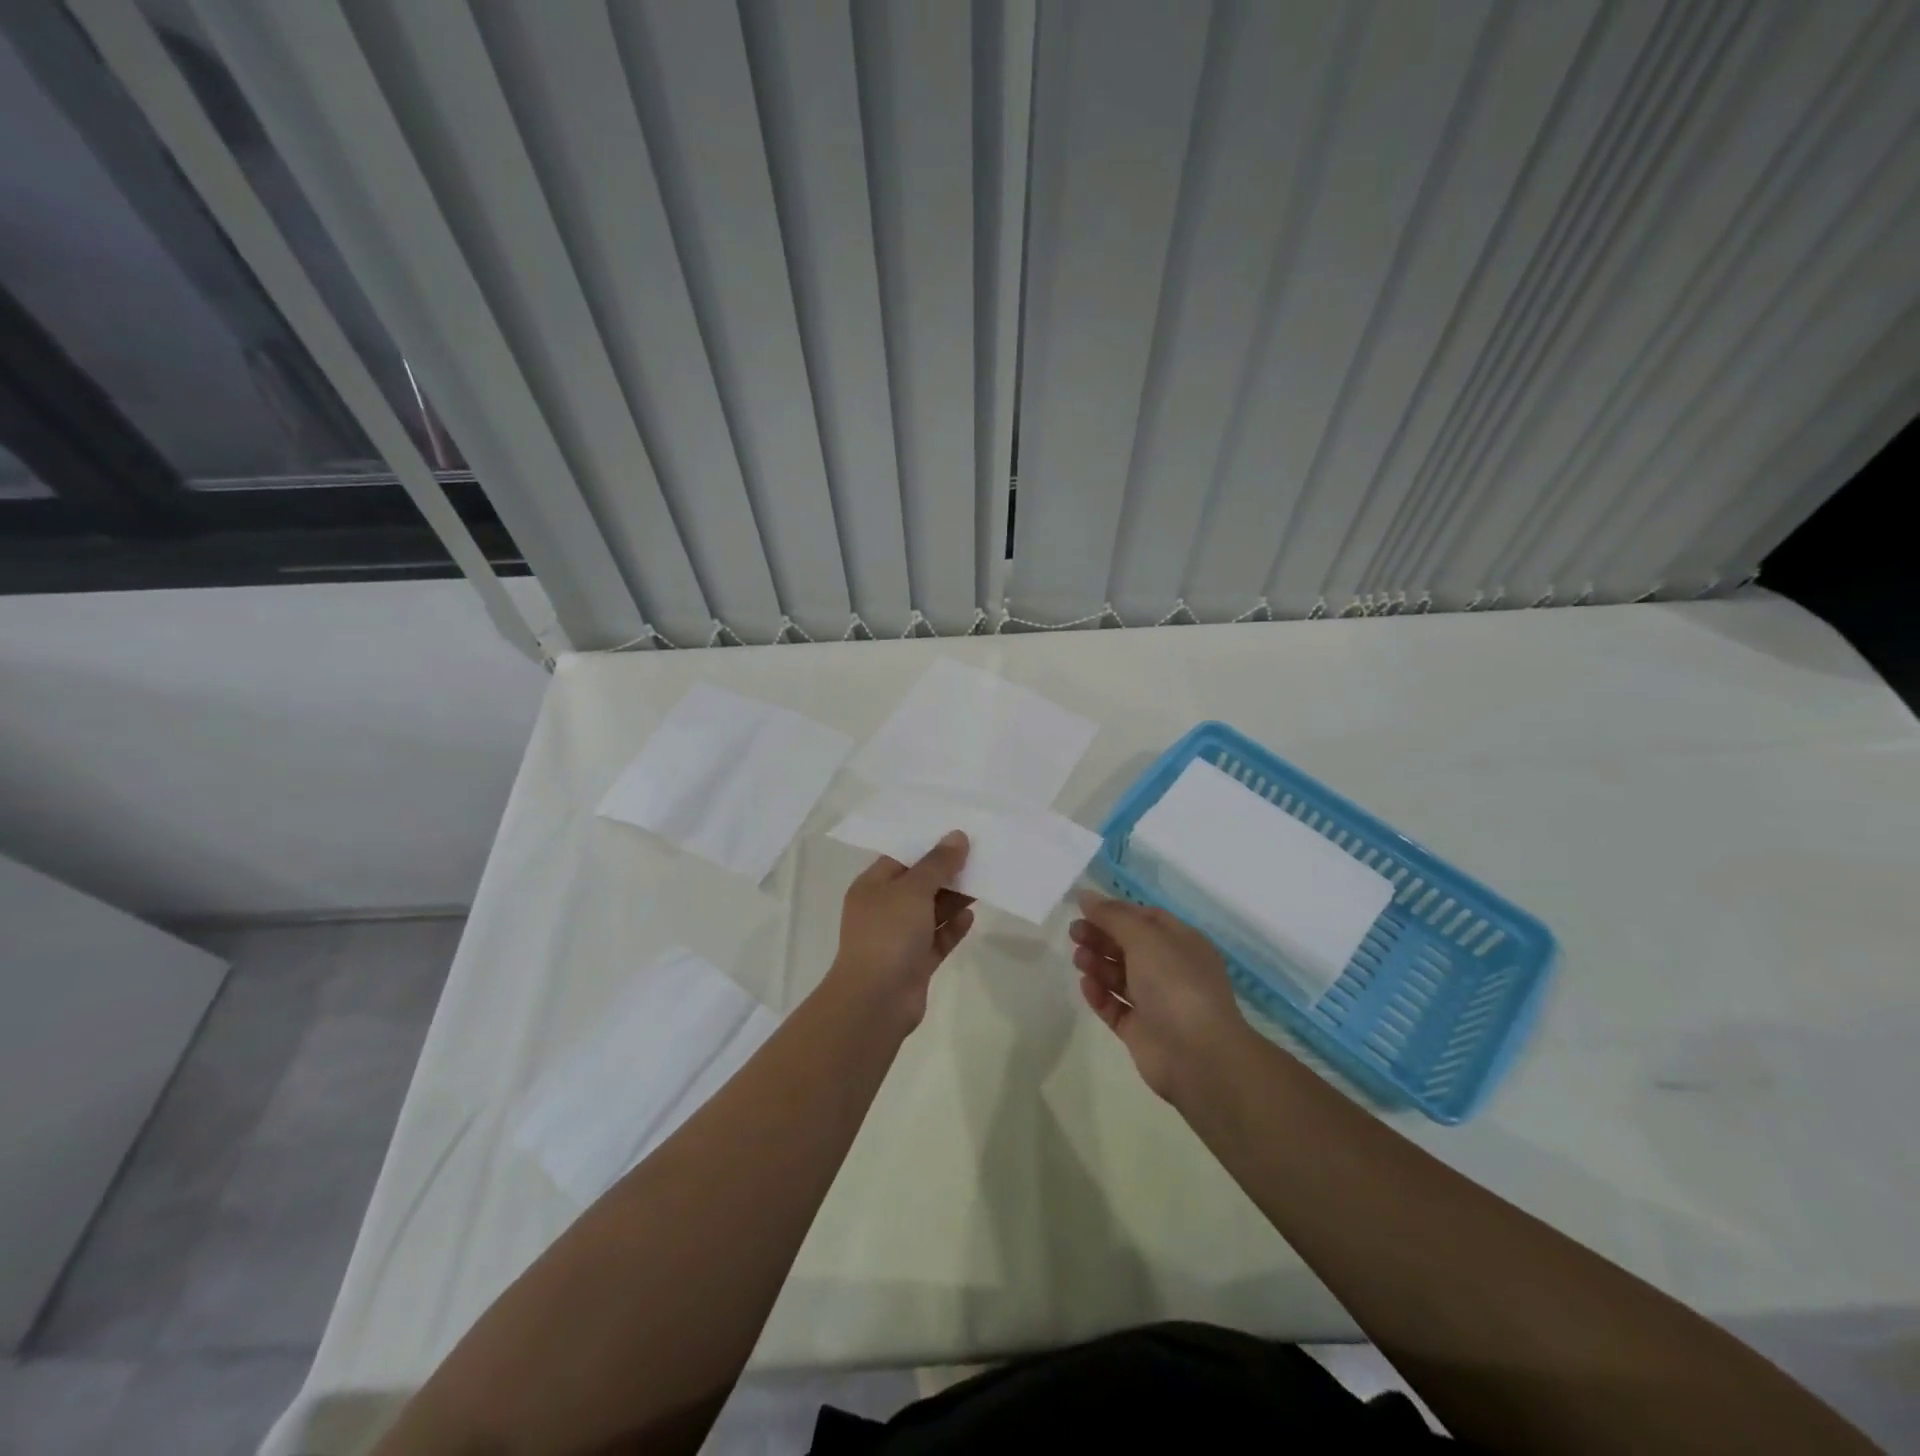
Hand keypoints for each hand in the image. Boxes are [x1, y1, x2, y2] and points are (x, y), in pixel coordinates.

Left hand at [830, 831, 974, 1029]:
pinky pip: (938, 939)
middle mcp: (883, 909)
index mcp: (872, 886)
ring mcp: (899, 938)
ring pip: (931, 912)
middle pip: (919, 884)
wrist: (876, 1001)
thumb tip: (957, 836)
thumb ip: (937, 863)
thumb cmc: (888, 935)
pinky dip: (953, 928)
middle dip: (947, 872)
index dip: (929, 845)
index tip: (960, 835)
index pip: (901, 857)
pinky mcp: (915, 963)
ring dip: (954, 899)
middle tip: (980, 856)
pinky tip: (971, 916)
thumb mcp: (913, 890)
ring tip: (983, 882)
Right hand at [1070, 891, 1250, 1101]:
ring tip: (1078, 958)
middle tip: (1074, 933)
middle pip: (1129, 946)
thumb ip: (1113, 915)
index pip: (1146, 918)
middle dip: (1101, 936)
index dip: (1116, 912)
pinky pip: (1115, 1007)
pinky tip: (1085, 985)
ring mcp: (1156, 1002)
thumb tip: (1085, 895)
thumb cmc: (1175, 984)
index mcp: (1182, 943)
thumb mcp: (1145, 937)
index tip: (1084, 909)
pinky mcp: (1141, 1031)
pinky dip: (1100, 995)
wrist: (1198, 1055)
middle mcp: (1171, 970)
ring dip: (1098, 963)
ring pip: (1120, 976)